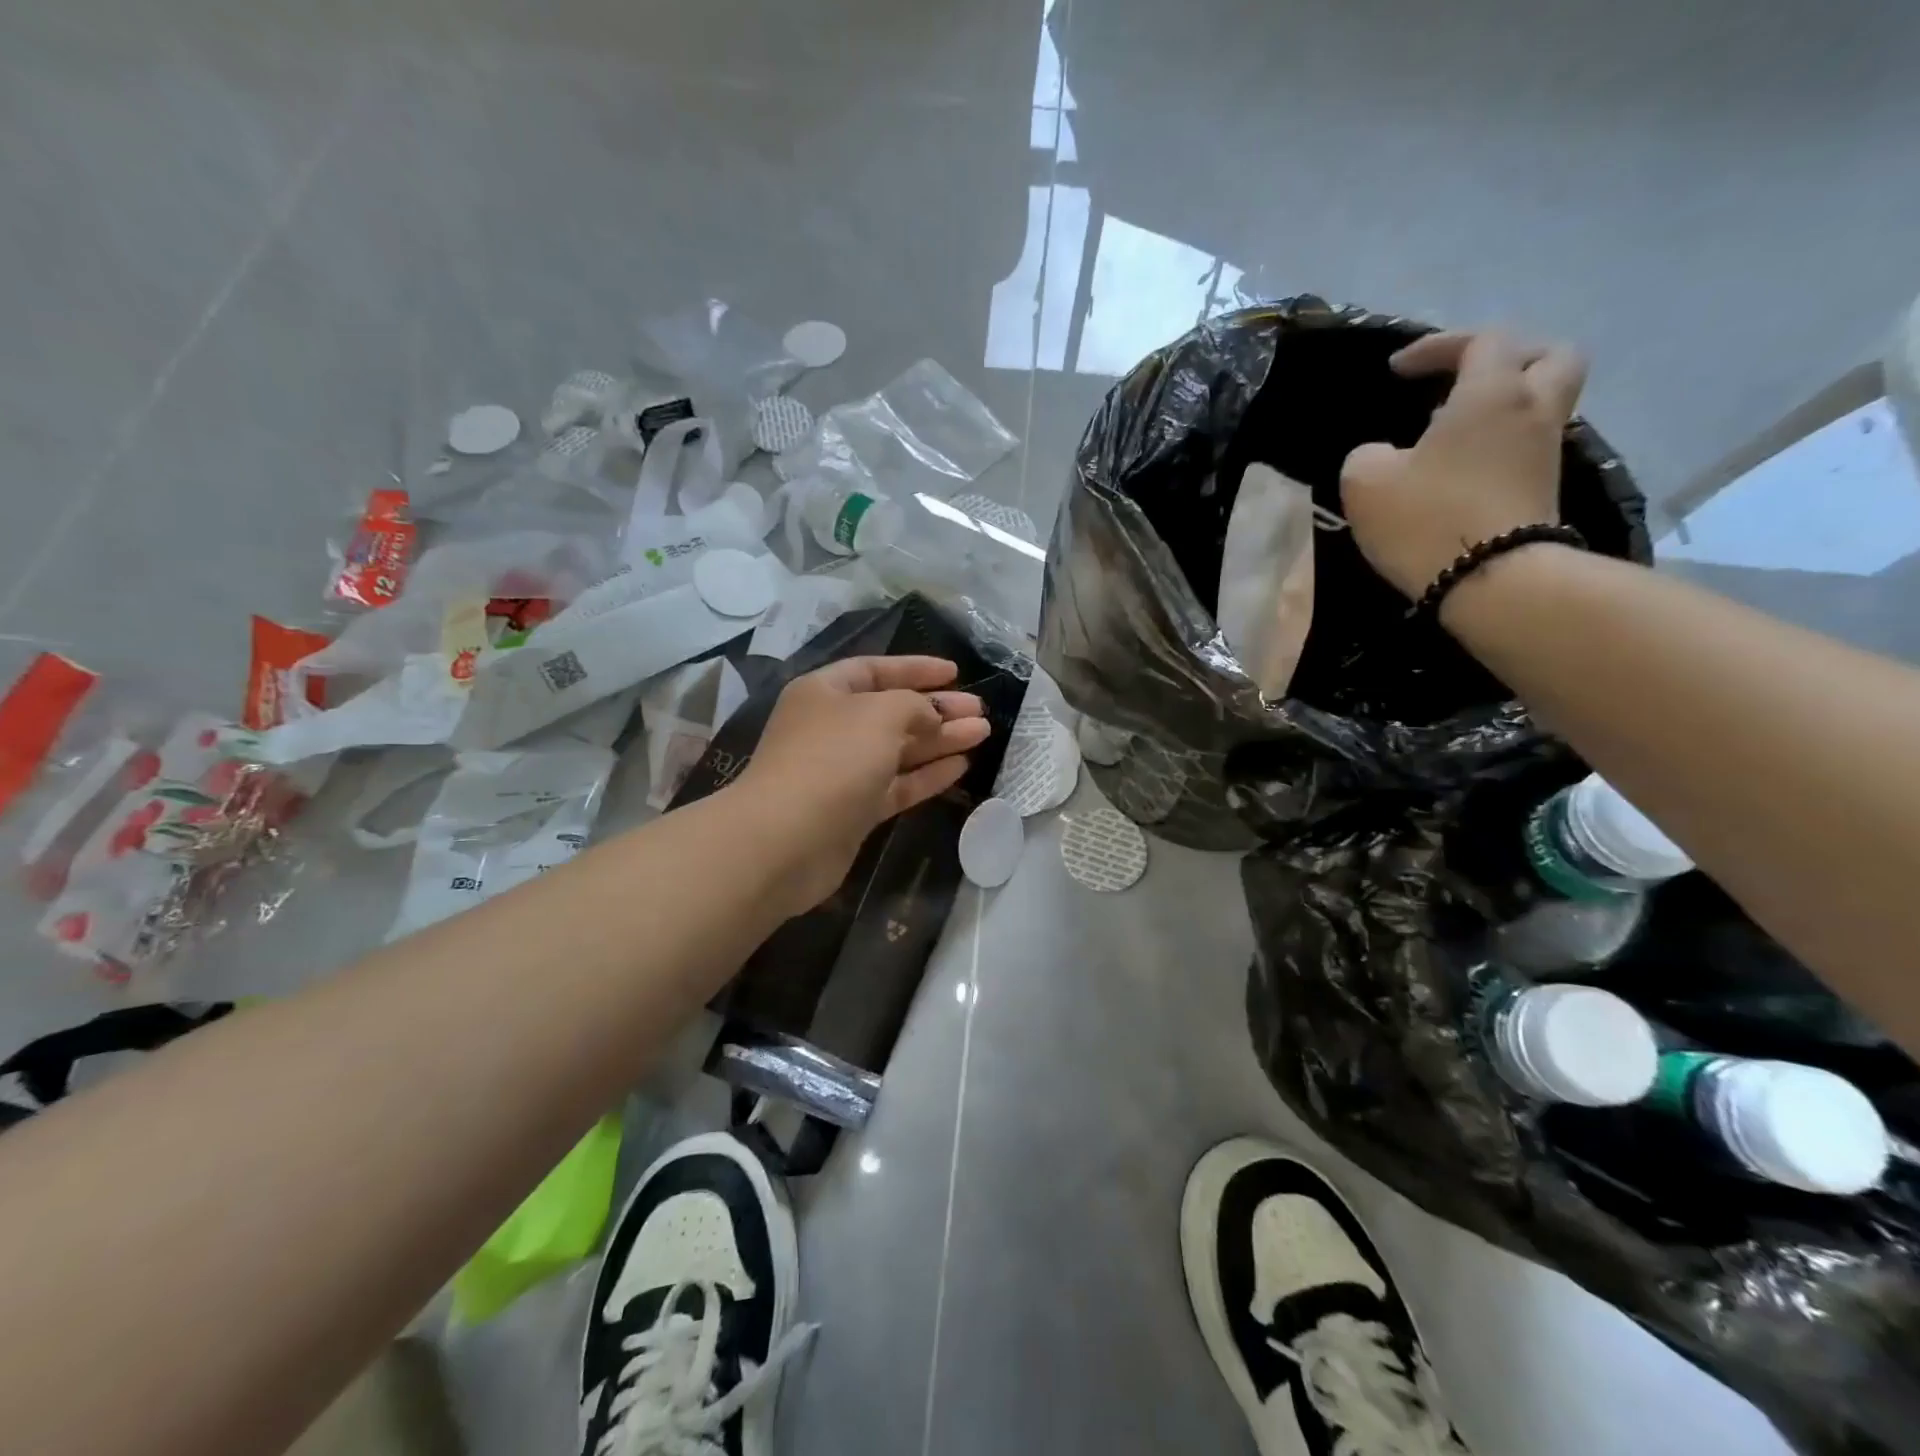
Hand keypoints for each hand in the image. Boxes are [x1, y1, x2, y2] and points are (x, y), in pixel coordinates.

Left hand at [733, 655, 991, 914]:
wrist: (786, 840)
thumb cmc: (832, 759)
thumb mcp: (880, 714)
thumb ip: (914, 706)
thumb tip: (931, 716)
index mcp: (825, 692)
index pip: (875, 669)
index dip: (915, 669)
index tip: (955, 672)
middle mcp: (831, 727)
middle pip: (892, 711)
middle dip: (937, 709)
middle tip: (979, 710)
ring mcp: (842, 771)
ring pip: (899, 749)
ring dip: (940, 740)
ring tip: (982, 734)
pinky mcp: (854, 810)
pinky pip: (897, 784)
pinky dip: (927, 775)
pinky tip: (961, 767)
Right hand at [1340, 330, 1587, 598]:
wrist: (1491, 580)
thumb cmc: (1426, 518)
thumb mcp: (1365, 481)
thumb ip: (1368, 454)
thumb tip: (1384, 455)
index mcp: (1491, 392)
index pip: (1480, 341)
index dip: (1437, 347)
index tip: (1397, 371)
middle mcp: (1532, 408)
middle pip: (1547, 355)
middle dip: (1507, 357)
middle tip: (1465, 378)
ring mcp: (1545, 450)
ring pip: (1544, 400)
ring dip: (1506, 402)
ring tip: (1457, 427)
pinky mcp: (1544, 488)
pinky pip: (1529, 443)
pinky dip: (1501, 441)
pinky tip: (1464, 465)